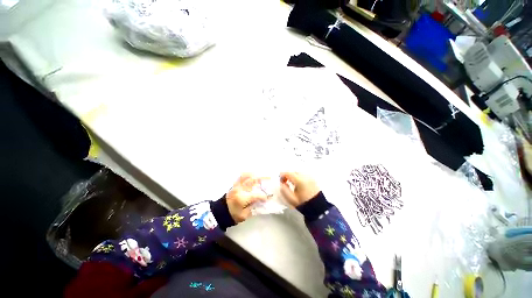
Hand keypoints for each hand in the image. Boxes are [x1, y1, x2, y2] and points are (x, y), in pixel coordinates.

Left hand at [226, 174, 267, 222]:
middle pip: (252, 181)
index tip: (267, 198)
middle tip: (269, 179)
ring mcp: (236, 186)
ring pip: (246, 176)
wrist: (220, 212)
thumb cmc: (233, 215)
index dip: (263, 196)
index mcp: (242, 198)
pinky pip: (241, 177)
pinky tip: (252, 175)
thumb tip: (260, 201)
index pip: (256, 195)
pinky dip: (246, 175)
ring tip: (261, 176)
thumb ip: (252, 207)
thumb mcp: (244, 215)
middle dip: (261, 180)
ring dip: (254, 175)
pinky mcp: (234, 185)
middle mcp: (240, 190)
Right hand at [280, 172, 319, 206]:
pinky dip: (299, 177)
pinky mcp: (313, 179)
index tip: (280, 181)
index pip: (288, 173)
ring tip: (292, 183)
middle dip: (288, 175)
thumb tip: (281, 183)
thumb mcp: (291, 199)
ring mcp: (310, 177)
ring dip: (294, 176)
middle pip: (293, 171)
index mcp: (299, 180)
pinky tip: (298, 184)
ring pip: (299, 172)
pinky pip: (304, 175)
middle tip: (285, 182)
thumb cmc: (303, 203)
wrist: (318, 207)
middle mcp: (305, 176)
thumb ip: (284, 190)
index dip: (282, 175)